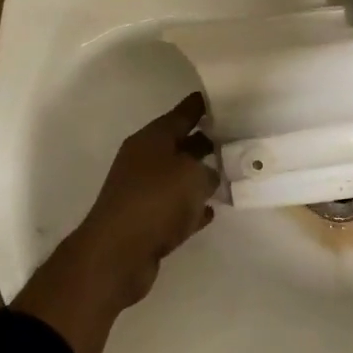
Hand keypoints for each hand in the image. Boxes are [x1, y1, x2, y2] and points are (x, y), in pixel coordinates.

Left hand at [67, 92, 219, 305]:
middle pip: (179, 145)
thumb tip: (208, 176)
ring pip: (177, 177)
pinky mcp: (145, 222)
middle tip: (236, 137)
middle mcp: (143, 161)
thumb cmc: (156, 200)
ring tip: (228, 174)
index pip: (182, 114)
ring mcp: (142, 192)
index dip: (201, 106)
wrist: (117, 254)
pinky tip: (209, 211)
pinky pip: (174, 208)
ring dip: (199, 176)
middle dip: (205, 141)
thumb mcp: (193, 175)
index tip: (223, 97)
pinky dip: (190, 208)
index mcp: (151, 139)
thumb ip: (209, 170)